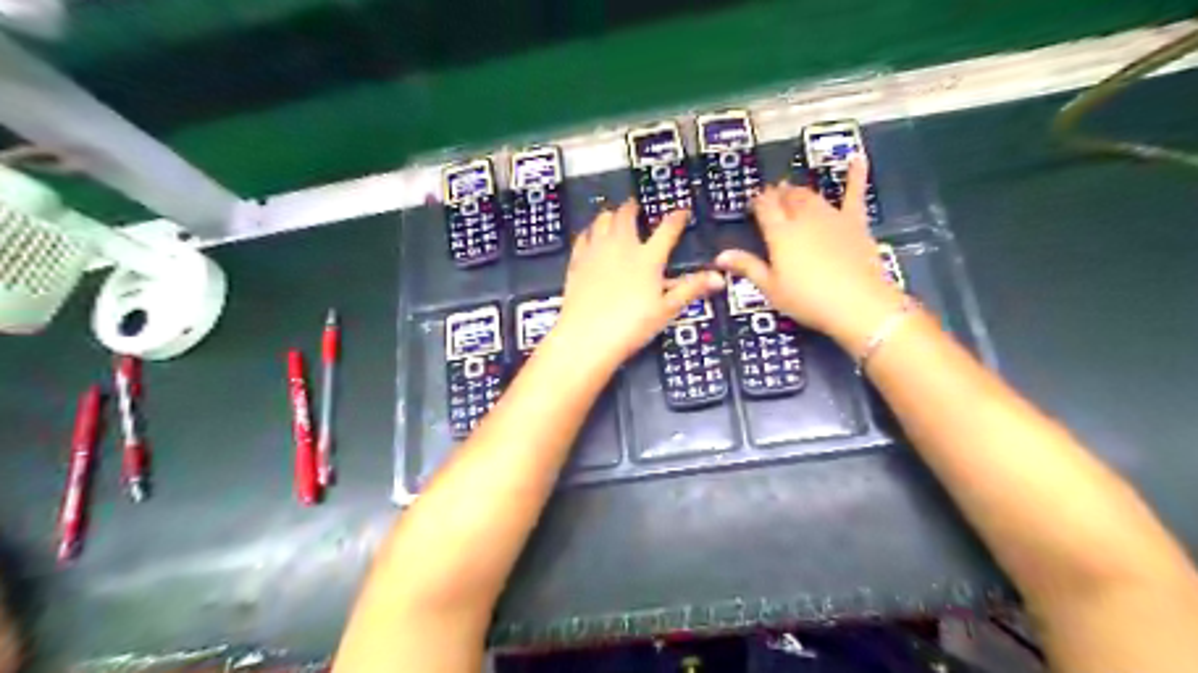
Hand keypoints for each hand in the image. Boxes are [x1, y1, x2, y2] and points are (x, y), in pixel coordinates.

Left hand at [549, 203, 720, 370]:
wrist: (587, 337)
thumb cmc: (630, 326)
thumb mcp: (666, 310)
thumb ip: (691, 289)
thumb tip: (718, 278)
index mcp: (648, 258)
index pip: (667, 229)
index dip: (677, 217)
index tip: (682, 211)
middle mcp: (621, 247)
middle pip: (626, 215)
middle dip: (633, 207)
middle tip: (636, 205)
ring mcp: (596, 252)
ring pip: (602, 220)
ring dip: (610, 215)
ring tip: (613, 215)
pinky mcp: (577, 262)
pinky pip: (582, 237)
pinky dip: (589, 231)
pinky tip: (590, 235)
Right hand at [716, 157, 903, 347]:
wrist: (857, 303)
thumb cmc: (807, 299)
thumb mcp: (771, 288)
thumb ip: (748, 267)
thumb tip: (720, 256)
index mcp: (780, 233)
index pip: (765, 208)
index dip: (758, 202)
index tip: (754, 202)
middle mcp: (803, 218)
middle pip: (787, 199)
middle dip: (778, 194)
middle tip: (773, 195)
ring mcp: (831, 217)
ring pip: (811, 196)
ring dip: (800, 192)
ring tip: (793, 191)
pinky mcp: (855, 222)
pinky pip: (854, 194)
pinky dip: (856, 175)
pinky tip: (857, 158)